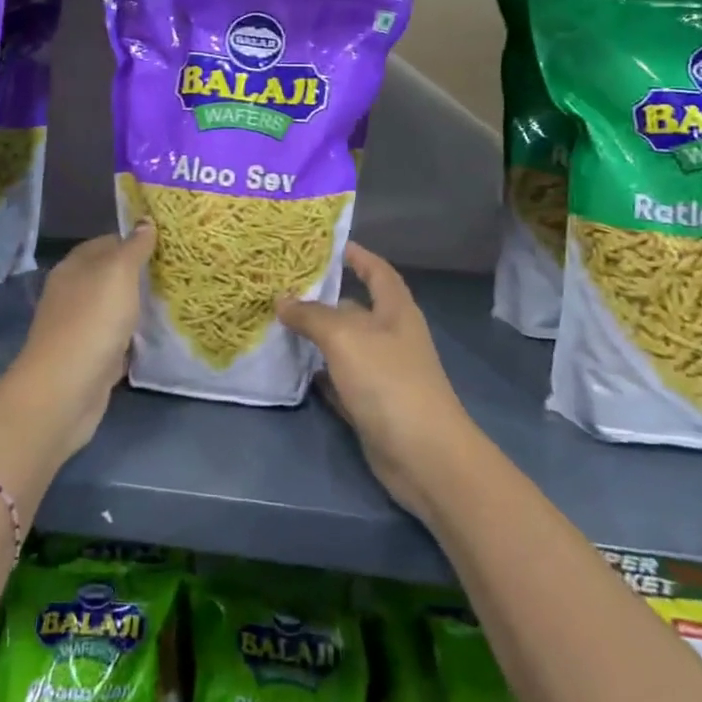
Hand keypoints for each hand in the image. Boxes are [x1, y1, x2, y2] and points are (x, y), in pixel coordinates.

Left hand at [2, 224, 155, 457]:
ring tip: (175, 300)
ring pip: (115, 307)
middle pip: (111, 275)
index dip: (137, 240)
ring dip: (139, 306)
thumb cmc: (92, 321)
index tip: (170, 244)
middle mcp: (73, 292)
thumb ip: (134, 247)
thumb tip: (145, 221)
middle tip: (179, 272)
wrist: (65, 390)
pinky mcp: (90, 356)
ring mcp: (80, 326)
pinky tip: (157, 336)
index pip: (109, 242)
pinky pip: (117, 338)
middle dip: (141, 274)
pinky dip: (135, 336)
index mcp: (74, 266)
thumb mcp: (118, 273)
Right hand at [276, 243, 481, 523]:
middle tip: (282, 287)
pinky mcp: (372, 405)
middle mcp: (391, 336)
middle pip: (355, 308)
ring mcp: (383, 373)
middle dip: (323, 297)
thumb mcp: (344, 337)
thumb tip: (283, 300)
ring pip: (344, 346)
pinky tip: (294, 369)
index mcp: (395, 310)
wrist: (424, 456)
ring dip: (316, 337)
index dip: (357, 255)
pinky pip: (341, 380)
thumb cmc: (388, 381)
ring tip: (277, 323)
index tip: (327, 245)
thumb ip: (311, 315)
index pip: (377, 271)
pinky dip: (320, 374)